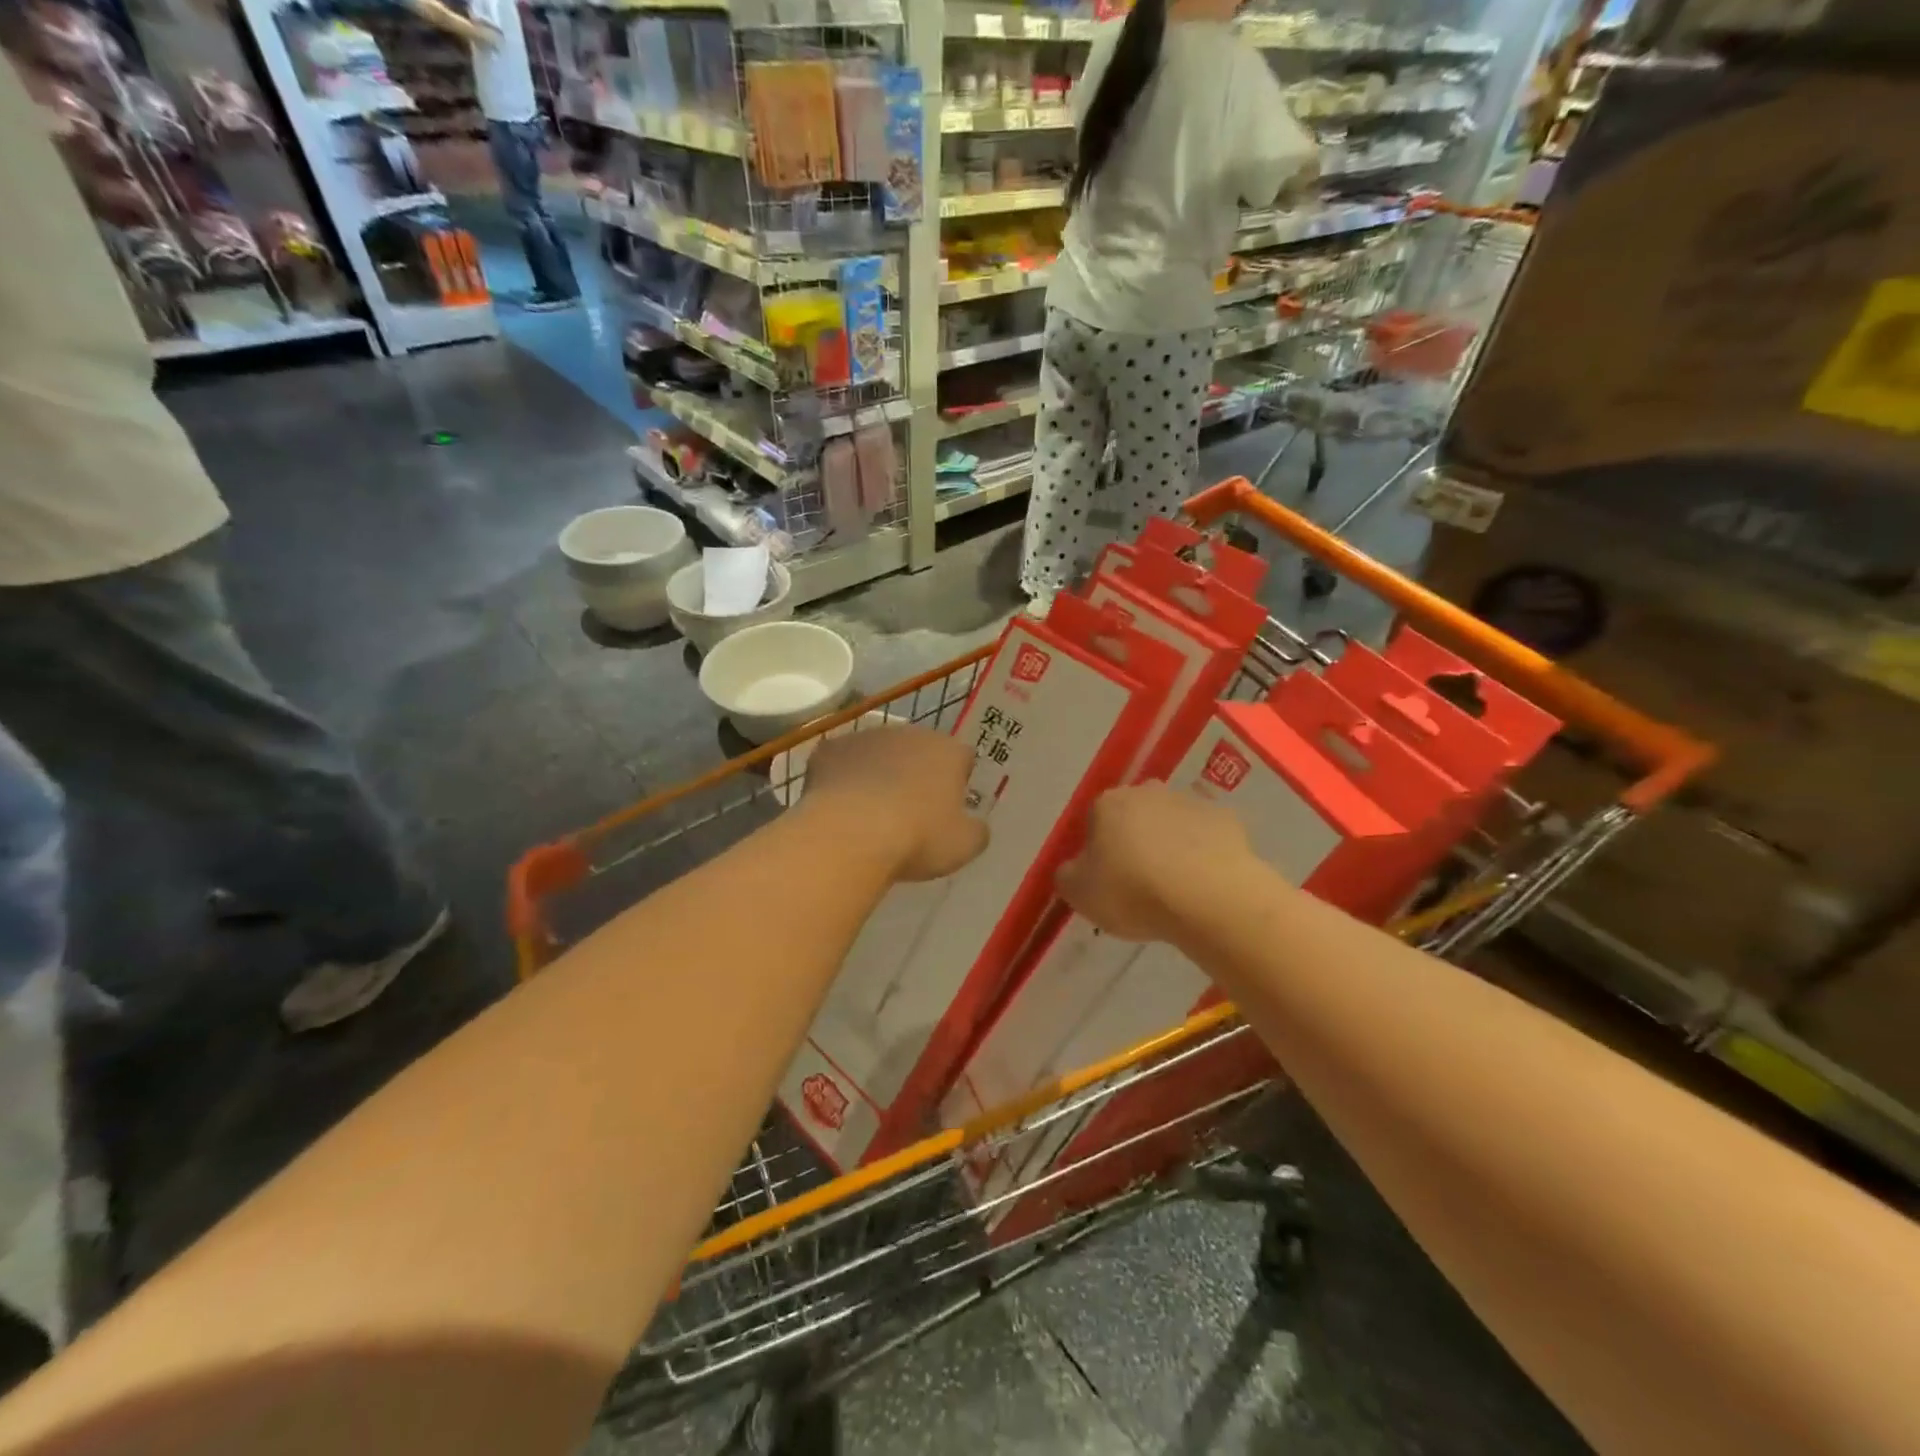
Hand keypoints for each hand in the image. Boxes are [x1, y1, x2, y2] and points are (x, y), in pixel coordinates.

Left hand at [800, 725, 988, 881]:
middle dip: (916, 773)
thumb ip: (976, 830)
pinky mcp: (830, 749)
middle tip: (909, 812)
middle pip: (919, 750)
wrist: (851, 834)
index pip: (963, 758)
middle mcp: (909, 732)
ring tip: (870, 813)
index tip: (948, 809)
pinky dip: (842, 779)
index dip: (957, 782)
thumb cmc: (918, 837)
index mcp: (948, 751)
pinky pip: (841, 763)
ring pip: (878, 753)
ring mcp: (866, 737)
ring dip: (878, 773)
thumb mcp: (964, 845)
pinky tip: (839, 808)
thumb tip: (975, 825)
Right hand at [1057, 784, 1253, 942]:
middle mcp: (1148, 792)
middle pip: (1135, 815)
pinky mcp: (1227, 820)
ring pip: (1173, 823)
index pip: (1094, 819)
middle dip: (1136, 840)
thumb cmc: (1134, 892)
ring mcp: (1191, 802)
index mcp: (1108, 804)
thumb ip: (1068, 875)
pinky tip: (1205, 883)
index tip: (1106, 878)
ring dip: (1171, 845)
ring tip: (1177, 887)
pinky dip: (1204, 854)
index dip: (1098, 849)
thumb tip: (1074, 868)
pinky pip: (1207, 837)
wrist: (1209, 897)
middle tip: (1140, 881)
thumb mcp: (1079, 893)